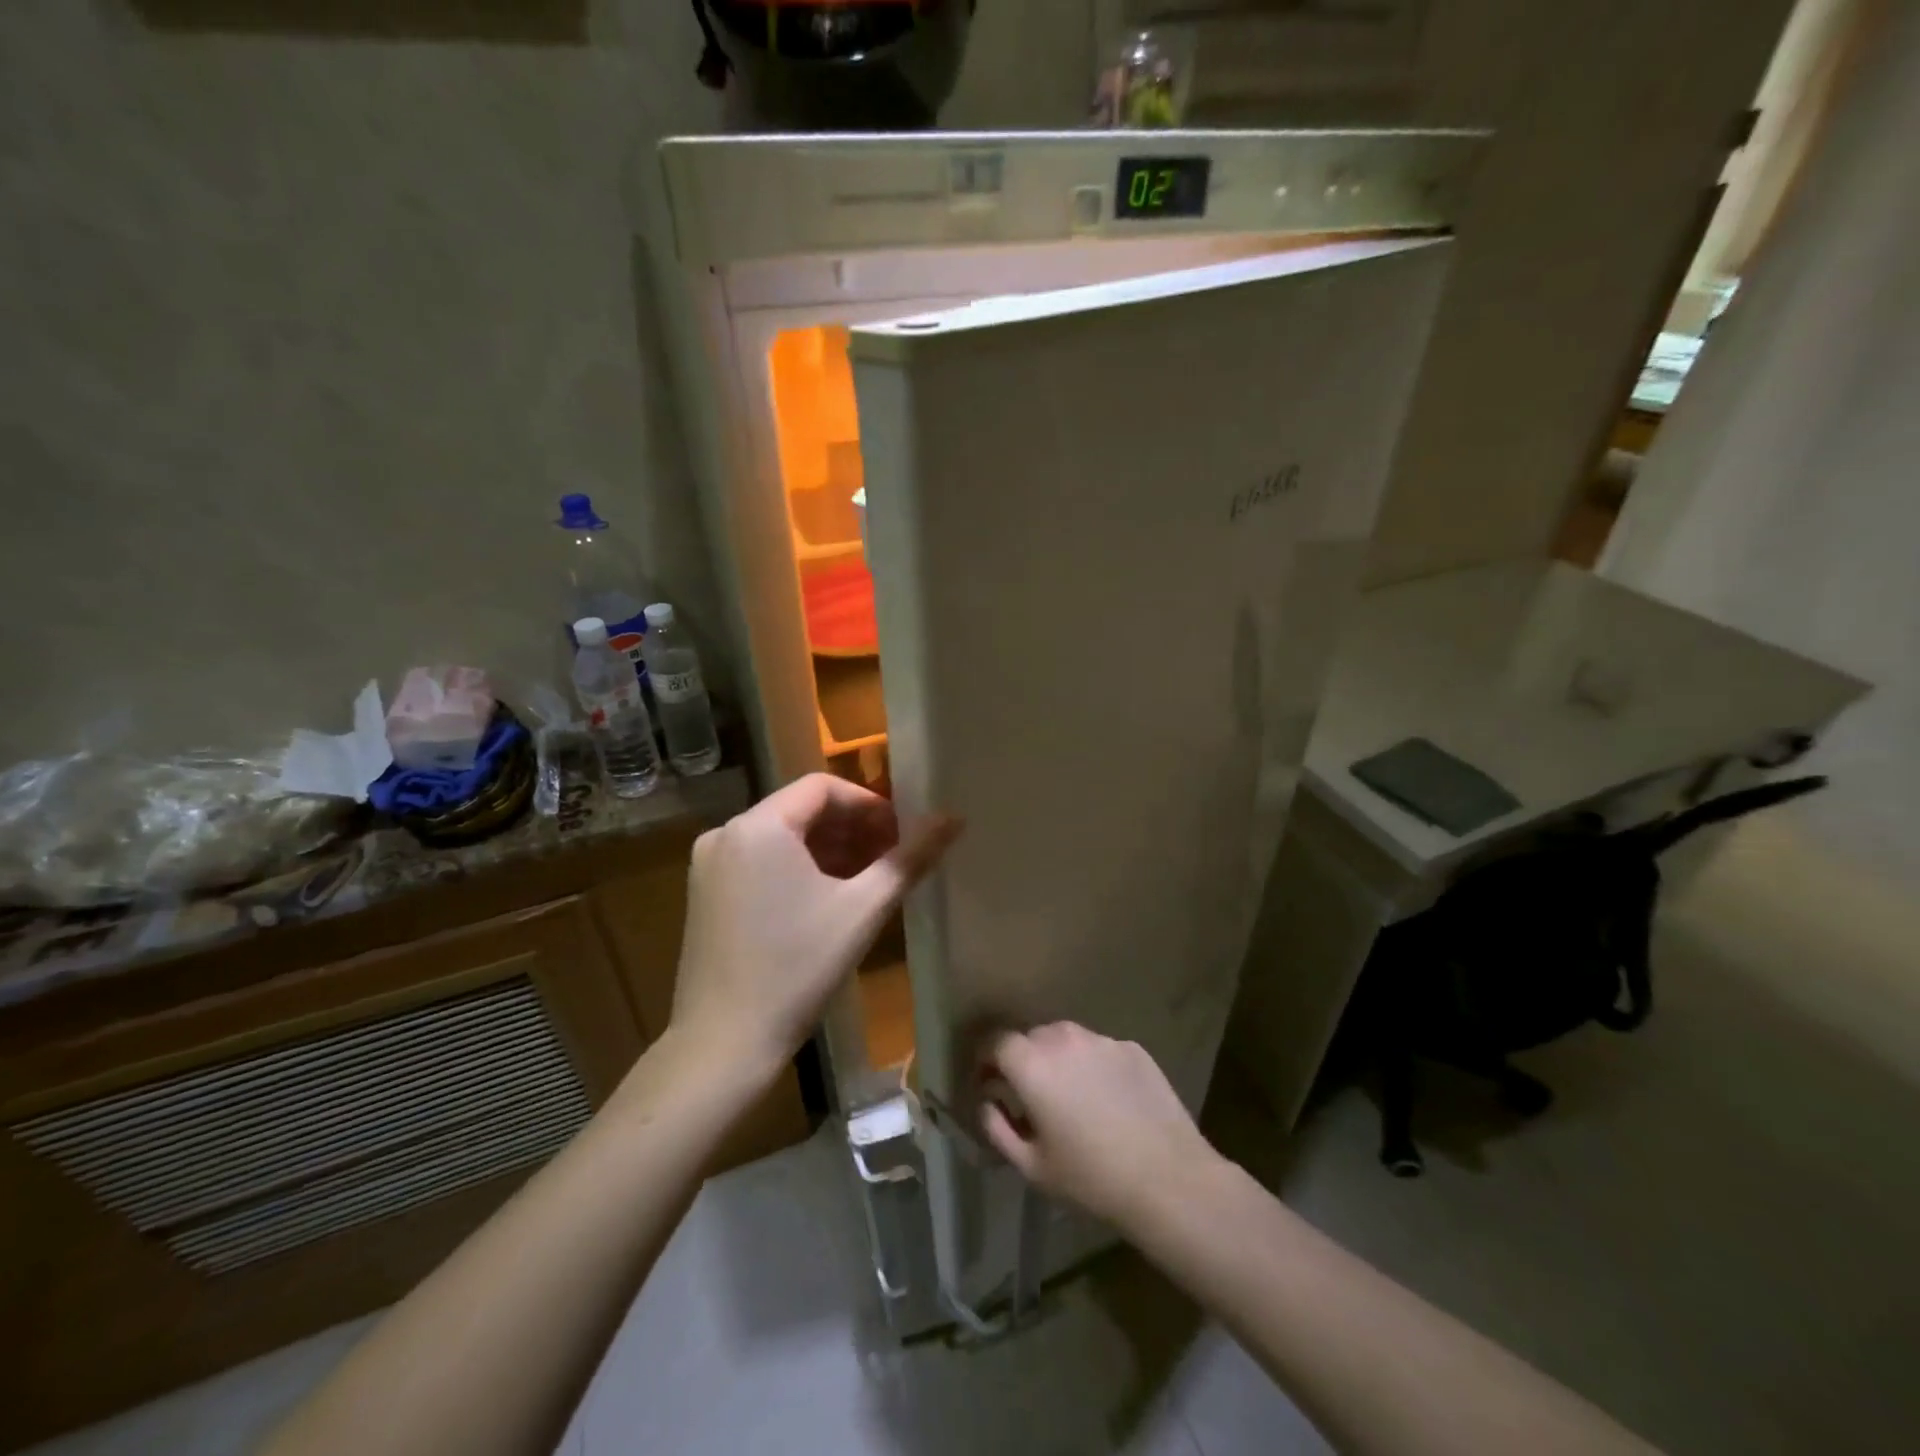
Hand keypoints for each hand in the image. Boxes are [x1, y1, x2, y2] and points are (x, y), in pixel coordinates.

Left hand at [670, 774, 958, 1078]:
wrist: (723, 1044)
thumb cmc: (797, 969)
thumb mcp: (862, 909)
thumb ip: (910, 858)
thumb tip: (954, 818)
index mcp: (758, 826)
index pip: (822, 787)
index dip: (869, 804)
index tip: (901, 835)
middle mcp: (726, 833)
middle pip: (801, 810)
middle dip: (852, 829)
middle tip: (892, 859)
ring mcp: (711, 865)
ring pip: (782, 837)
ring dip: (829, 850)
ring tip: (869, 880)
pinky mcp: (706, 894)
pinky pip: (762, 861)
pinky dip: (799, 868)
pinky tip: (830, 899)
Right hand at [981, 1023, 1216, 1229]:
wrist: (1169, 1180)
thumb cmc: (1091, 1178)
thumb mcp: (1031, 1166)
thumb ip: (997, 1127)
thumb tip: (987, 1101)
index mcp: (1032, 1064)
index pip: (995, 1041)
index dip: (986, 1059)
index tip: (988, 1083)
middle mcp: (1063, 1039)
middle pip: (1031, 1037)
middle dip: (1022, 1061)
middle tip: (1029, 1096)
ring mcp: (1102, 1040)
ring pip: (1066, 1039)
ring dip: (1058, 1059)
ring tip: (1070, 1096)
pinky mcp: (1132, 1048)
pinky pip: (1099, 1050)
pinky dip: (1092, 1066)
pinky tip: (1107, 1100)